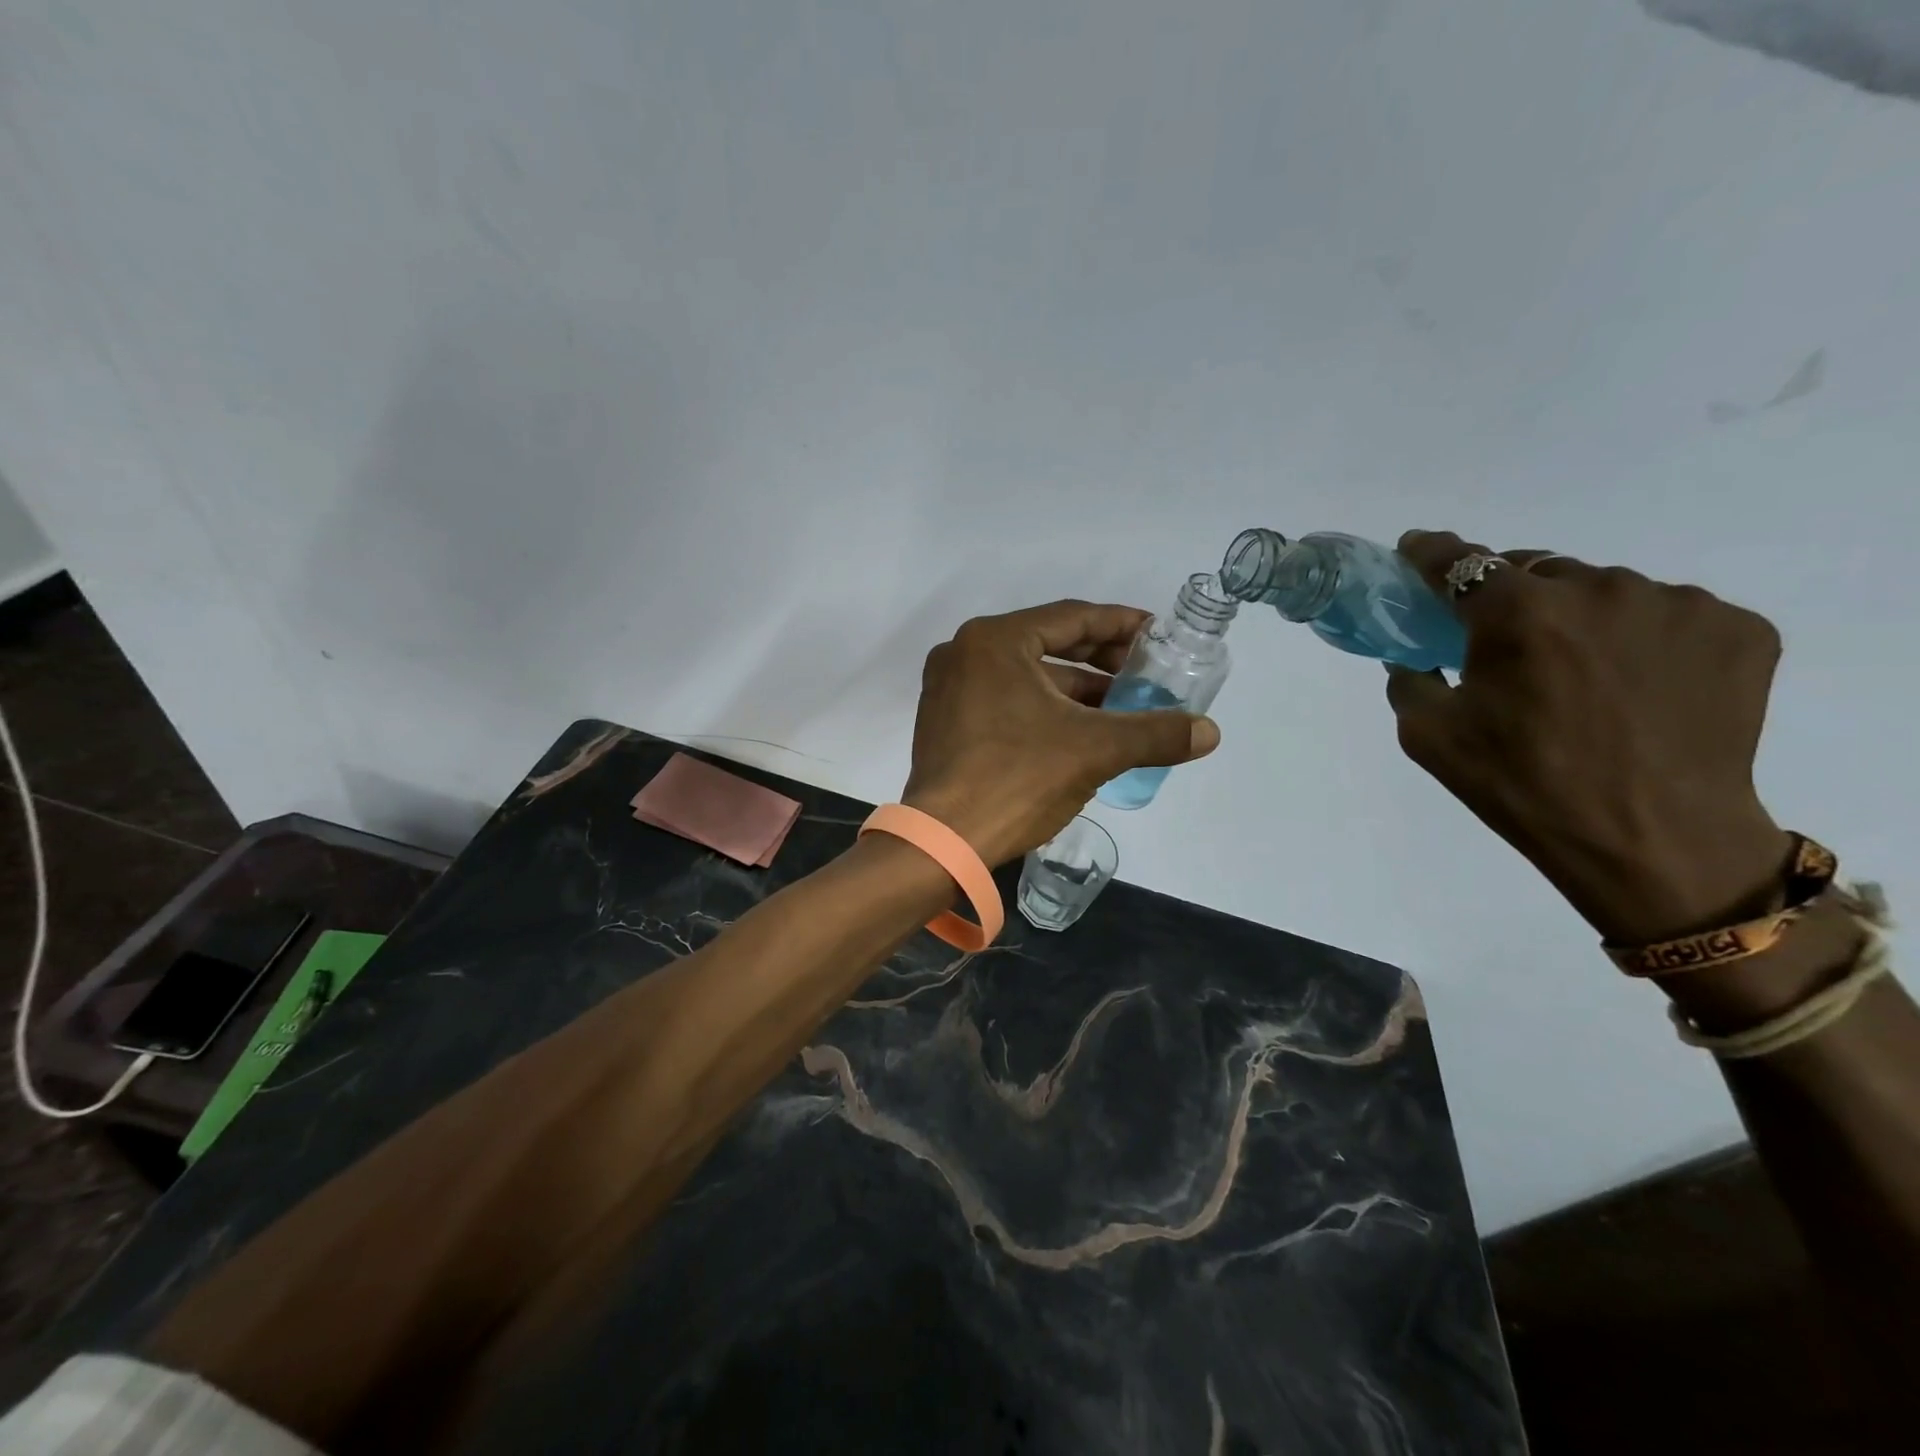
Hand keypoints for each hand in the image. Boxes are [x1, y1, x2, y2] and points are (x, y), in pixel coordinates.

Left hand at [902, 600, 1220, 865]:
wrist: (944, 842)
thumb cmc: (1017, 779)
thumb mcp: (1095, 751)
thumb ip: (1155, 733)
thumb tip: (1210, 732)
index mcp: (995, 641)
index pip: (1073, 617)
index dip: (1122, 625)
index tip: (1158, 636)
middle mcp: (965, 653)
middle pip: (1049, 644)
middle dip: (1101, 661)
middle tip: (1145, 675)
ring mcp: (950, 689)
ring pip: (1028, 677)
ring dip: (1076, 691)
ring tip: (1122, 710)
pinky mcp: (946, 723)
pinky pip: (1007, 700)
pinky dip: (1045, 709)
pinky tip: (1080, 733)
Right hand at [1386, 532, 1793, 945]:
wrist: (1653, 842)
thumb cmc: (1523, 787)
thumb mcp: (1429, 739)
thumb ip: (1408, 682)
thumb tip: (1414, 657)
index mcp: (1517, 614)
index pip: (1461, 561)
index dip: (1432, 553)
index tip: (1417, 550)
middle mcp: (1600, 589)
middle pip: (1537, 570)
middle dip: (1511, 597)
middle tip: (1505, 643)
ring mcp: (1677, 605)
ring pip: (1606, 591)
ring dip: (1580, 617)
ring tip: (1582, 675)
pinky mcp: (1739, 629)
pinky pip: (1668, 615)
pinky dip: (1642, 638)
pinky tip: (1638, 685)